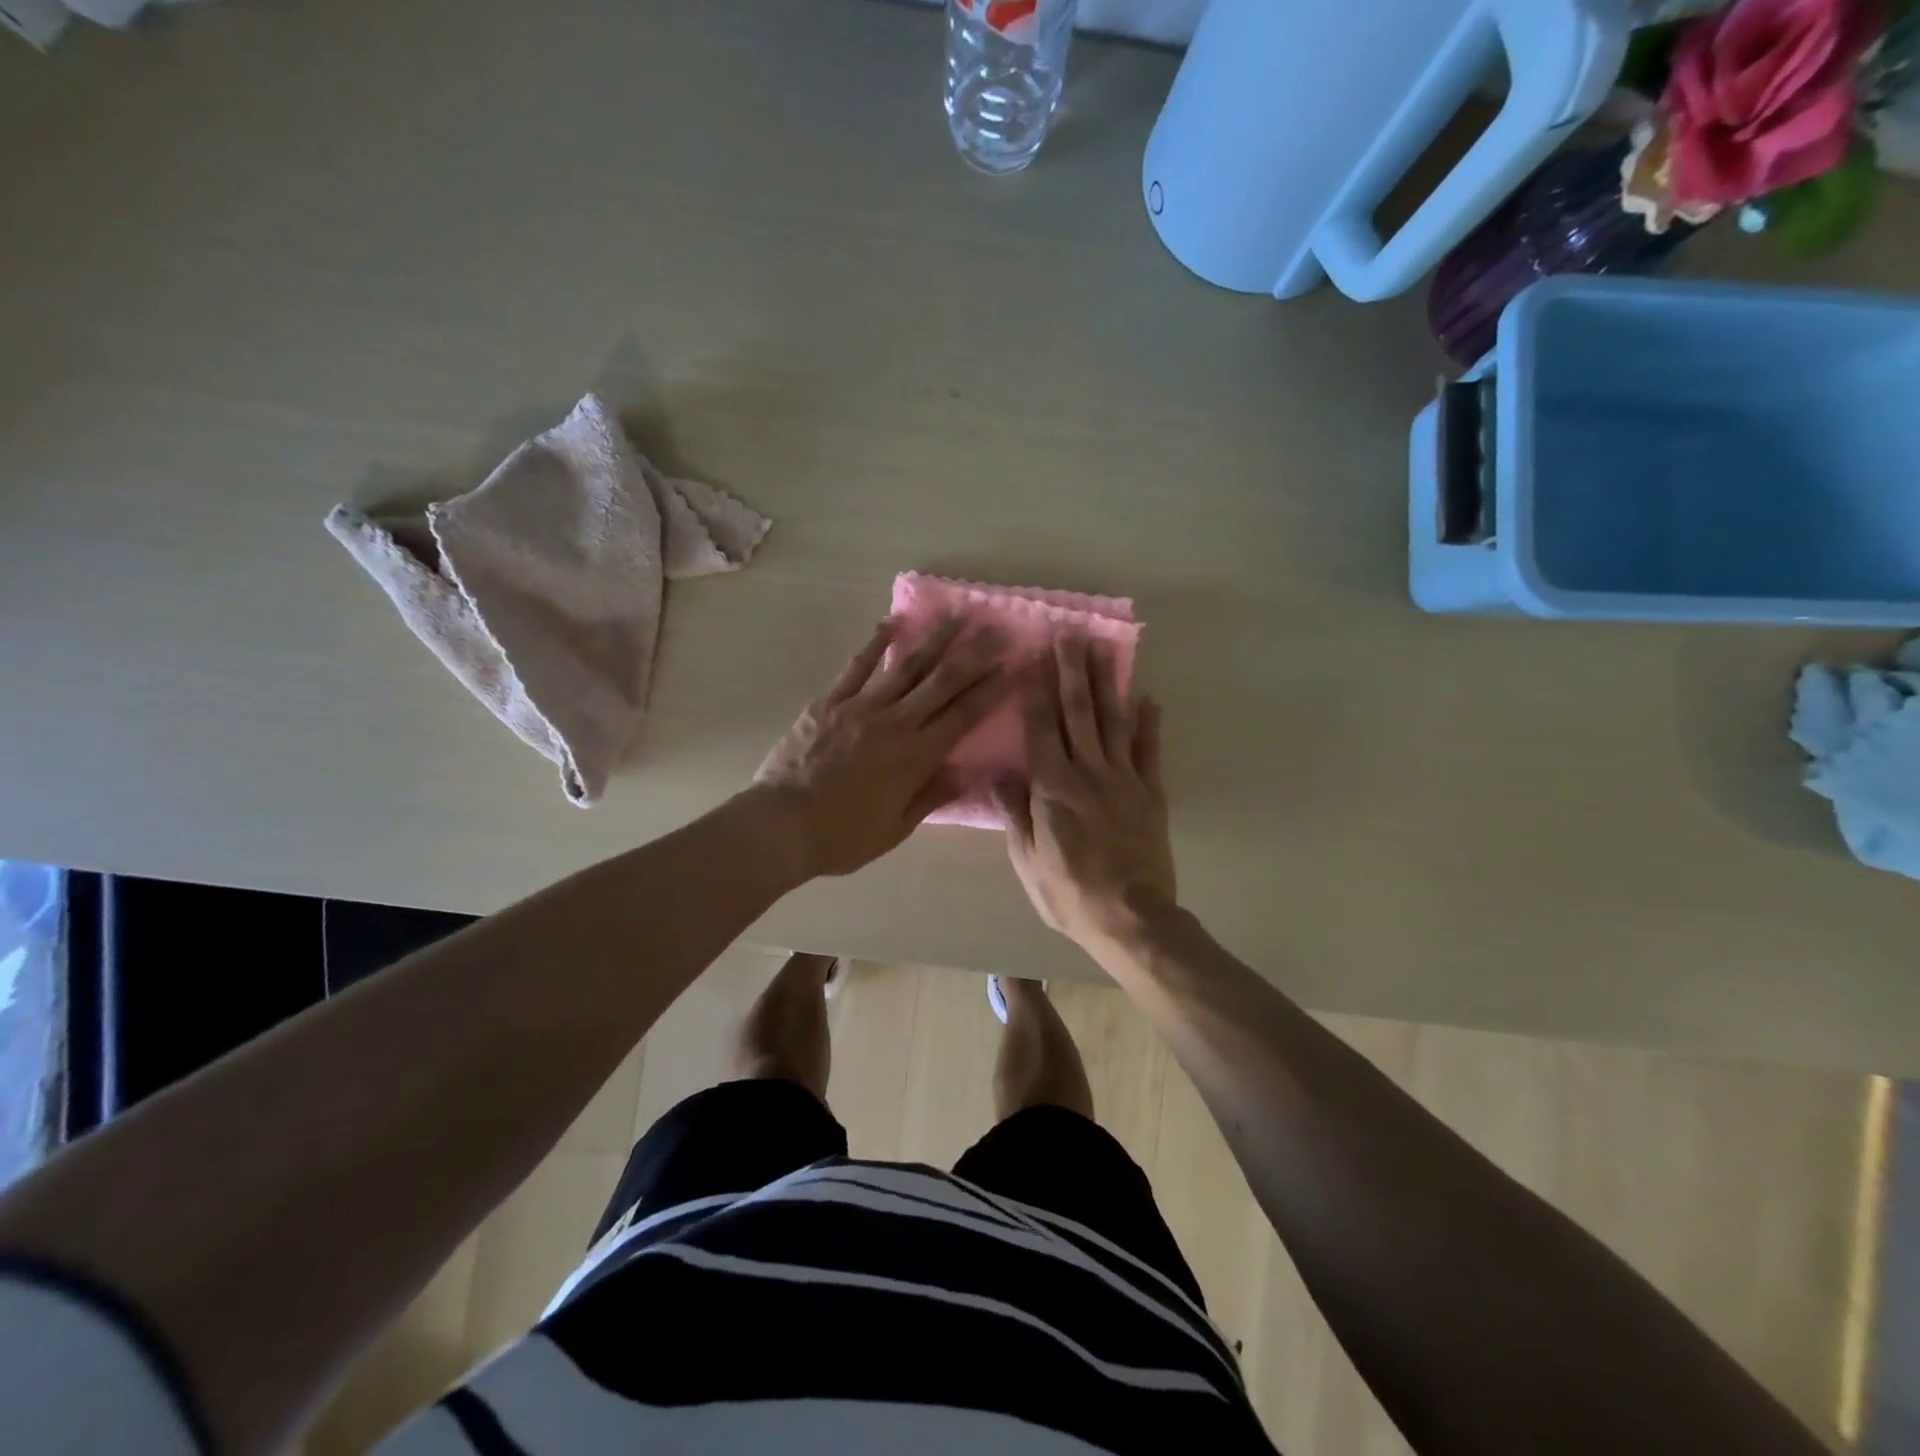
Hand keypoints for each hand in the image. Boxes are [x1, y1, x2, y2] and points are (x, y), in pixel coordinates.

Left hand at [752, 616, 1007, 877]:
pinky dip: (875, 643)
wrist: (781, 824)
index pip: (963, 715)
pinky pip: (857, 666)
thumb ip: (933, 794)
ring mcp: (861, 707)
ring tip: (956, 615)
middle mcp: (896, 723)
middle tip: (996, 631)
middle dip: (973, 655)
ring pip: (906, 665)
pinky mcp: (830, 701)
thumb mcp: (897, 828)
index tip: (1012, 665)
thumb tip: (969, 768)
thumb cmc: (843, 835)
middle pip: (942, 682)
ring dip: (934, 639)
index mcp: (916, 756)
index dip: (990, 689)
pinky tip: (892, 621)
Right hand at [995, 637, 1176, 951]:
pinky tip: (1148, 696)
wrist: (1130, 917)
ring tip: (1103, 648)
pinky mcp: (1151, 793)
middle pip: (1078, 712)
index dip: (1035, 689)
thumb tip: (999, 774)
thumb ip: (1015, 812)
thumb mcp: (1027, 859)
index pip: (1041, 727)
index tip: (1032, 656)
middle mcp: (1088, 771)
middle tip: (1069, 634)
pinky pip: (1150, 750)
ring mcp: (1124, 779)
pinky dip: (1149, 722)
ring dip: (1107, 682)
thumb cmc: (1068, 892)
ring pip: (1113, 721)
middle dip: (1071, 670)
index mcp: (1052, 786)